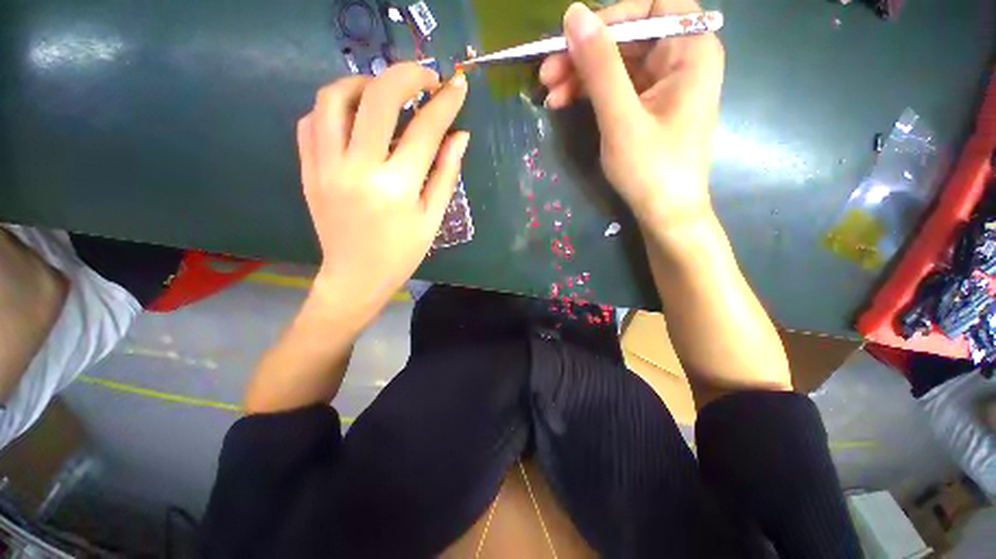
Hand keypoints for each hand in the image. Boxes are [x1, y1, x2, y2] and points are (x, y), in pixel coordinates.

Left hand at [296, 63, 468, 317]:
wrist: (355, 276)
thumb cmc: (402, 252)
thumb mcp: (432, 217)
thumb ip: (446, 173)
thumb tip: (460, 136)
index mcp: (397, 187)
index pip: (425, 130)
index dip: (445, 102)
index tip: (458, 85)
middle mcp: (358, 168)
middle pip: (377, 98)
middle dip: (406, 76)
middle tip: (424, 77)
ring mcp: (325, 166)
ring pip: (334, 98)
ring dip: (363, 83)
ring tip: (384, 93)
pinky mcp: (308, 169)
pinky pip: (312, 121)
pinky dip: (334, 108)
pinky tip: (353, 118)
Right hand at [539, 0, 723, 229]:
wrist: (665, 214)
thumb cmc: (651, 169)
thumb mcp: (621, 119)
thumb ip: (600, 67)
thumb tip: (573, 15)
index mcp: (691, 50)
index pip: (651, 7)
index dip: (609, 18)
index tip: (571, 39)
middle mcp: (681, 59)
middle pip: (628, 37)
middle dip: (584, 54)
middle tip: (546, 73)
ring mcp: (663, 84)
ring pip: (617, 64)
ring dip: (581, 76)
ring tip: (549, 94)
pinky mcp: (647, 107)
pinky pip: (616, 87)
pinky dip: (590, 93)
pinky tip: (564, 103)